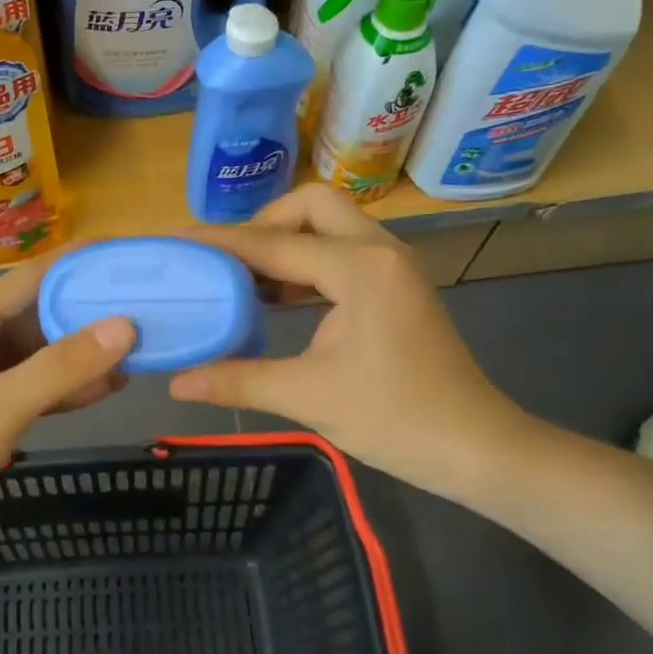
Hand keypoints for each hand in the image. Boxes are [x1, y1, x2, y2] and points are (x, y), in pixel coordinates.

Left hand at [0, 255, 135, 567]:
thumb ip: (60, 368)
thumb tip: (124, 326)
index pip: (31, 278)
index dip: (80, 266)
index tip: (129, 260)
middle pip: (36, 312)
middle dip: (89, 312)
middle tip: (147, 310)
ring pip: (36, 351)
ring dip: (81, 353)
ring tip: (138, 350)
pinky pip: (29, 384)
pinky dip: (62, 385)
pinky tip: (104, 388)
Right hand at [171, 185, 526, 496]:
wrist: (475, 447)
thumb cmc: (395, 419)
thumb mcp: (307, 397)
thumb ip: (237, 380)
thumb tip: (178, 382)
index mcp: (359, 269)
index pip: (274, 244)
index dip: (221, 243)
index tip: (178, 240)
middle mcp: (379, 251)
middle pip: (312, 206)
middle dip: (266, 224)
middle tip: (231, 264)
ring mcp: (394, 266)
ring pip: (332, 226)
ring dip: (288, 243)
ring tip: (246, 281)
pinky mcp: (398, 286)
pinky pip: (345, 252)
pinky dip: (309, 263)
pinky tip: (282, 298)